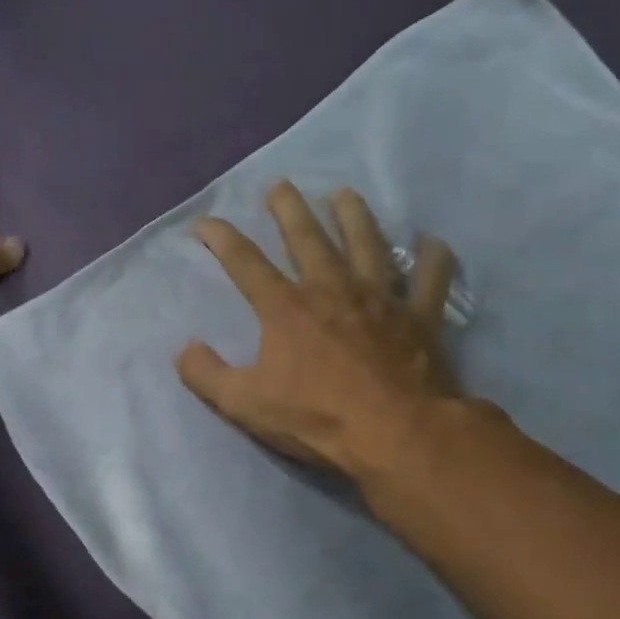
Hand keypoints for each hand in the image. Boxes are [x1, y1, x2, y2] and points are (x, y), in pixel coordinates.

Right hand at [177, 181, 461, 478]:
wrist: (395, 433)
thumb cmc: (315, 416)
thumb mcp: (243, 403)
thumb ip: (207, 374)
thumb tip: (184, 349)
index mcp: (286, 308)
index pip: (245, 262)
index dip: (222, 238)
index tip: (205, 222)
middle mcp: (332, 290)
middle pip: (308, 239)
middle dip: (289, 210)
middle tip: (281, 185)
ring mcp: (380, 300)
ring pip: (367, 245)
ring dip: (355, 217)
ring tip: (345, 194)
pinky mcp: (419, 318)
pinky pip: (430, 281)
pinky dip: (434, 261)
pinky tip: (434, 243)